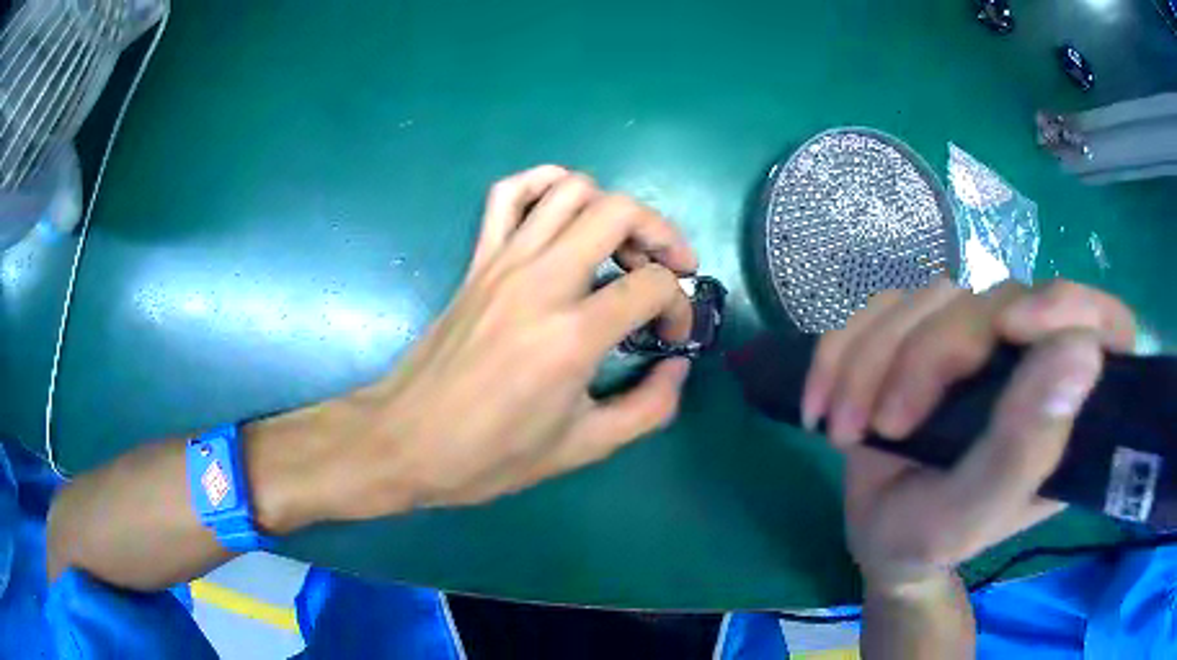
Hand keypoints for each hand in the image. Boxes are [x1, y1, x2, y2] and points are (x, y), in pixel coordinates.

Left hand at [254, 166, 698, 528]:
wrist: (407, 440)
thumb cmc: (491, 454)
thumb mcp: (583, 448)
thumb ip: (648, 408)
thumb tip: (677, 367)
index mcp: (572, 335)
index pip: (653, 285)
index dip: (680, 306)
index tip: (671, 336)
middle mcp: (541, 281)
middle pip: (620, 212)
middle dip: (662, 234)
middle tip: (669, 270)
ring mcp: (503, 262)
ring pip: (570, 190)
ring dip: (612, 208)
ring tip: (621, 246)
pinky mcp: (477, 260)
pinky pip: (508, 194)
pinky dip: (543, 184)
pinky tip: (563, 211)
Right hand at [801, 279, 1136, 588]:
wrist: (878, 537)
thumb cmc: (930, 541)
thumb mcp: (972, 515)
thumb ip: (1025, 448)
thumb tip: (1082, 353)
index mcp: (1064, 407)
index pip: (1109, 326)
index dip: (1074, 306)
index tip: (1014, 329)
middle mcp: (1030, 360)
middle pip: (996, 300)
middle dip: (929, 356)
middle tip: (885, 424)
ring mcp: (979, 339)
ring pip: (930, 297)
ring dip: (872, 360)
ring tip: (843, 430)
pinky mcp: (926, 330)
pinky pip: (882, 306)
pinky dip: (842, 350)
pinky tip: (823, 403)